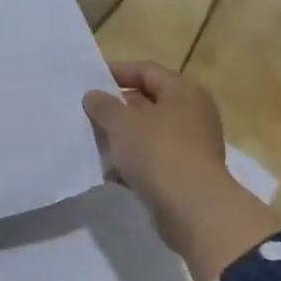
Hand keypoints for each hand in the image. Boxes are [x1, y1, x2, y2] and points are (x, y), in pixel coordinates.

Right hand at [83, 61, 276, 280]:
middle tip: (87, 113)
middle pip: (148, 102)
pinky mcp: (184, 174)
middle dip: (116, 107)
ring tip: (92, 141)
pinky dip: (131, 162)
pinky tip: (108, 170)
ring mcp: (190, 146)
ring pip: (148, 133)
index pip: (146, 70)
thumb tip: (94, 96)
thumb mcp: (122, 122)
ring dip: (121, 137)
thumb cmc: (158, 152)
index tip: (89, 82)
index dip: (117, 72)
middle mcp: (192, 114)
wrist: (193, 209)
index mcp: (183, 92)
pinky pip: (152, 160)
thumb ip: (103, 105)